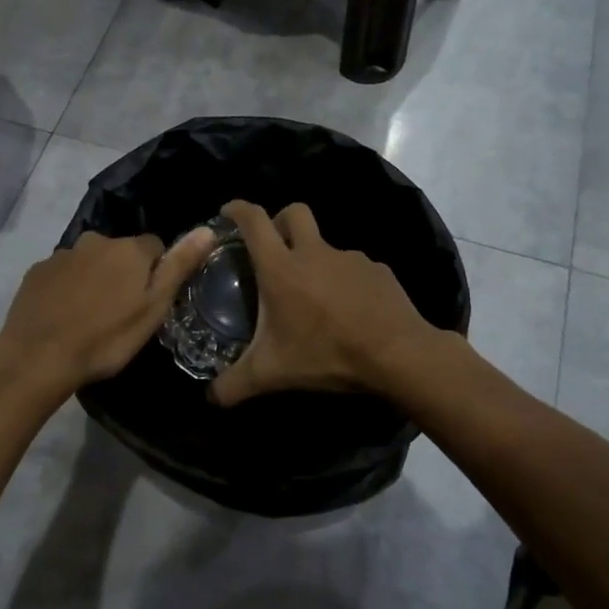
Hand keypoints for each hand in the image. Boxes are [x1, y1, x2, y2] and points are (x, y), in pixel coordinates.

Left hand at [0, 228, 217, 398]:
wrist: (38, 356)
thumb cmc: (107, 337)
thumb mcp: (153, 307)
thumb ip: (179, 266)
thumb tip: (207, 230)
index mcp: (129, 249)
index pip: (155, 246)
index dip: (156, 272)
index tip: (149, 301)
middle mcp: (95, 240)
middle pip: (119, 252)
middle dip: (123, 273)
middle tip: (120, 313)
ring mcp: (62, 254)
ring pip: (89, 262)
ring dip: (94, 280)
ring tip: (90, 317)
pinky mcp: (36, 271)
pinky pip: (61, 274)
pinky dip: (66, 288)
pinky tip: (63, 316)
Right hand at [211, 200, 442, 406]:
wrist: (397, 354)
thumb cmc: (327, 354)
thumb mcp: (273, 374)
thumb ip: (235, 385)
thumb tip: (211, 398)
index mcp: (282, 267)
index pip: (254, 221)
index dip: (238, 209)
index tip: (227, 211)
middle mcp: (314, 252)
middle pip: (294, 213)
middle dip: (279, 220)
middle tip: (273, 245)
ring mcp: (350, 258)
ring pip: (326, 245)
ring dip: (315, 259)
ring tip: (314, 297)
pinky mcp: (378, 271)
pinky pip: (354, 268)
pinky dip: (345, 282)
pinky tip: (348, 310)